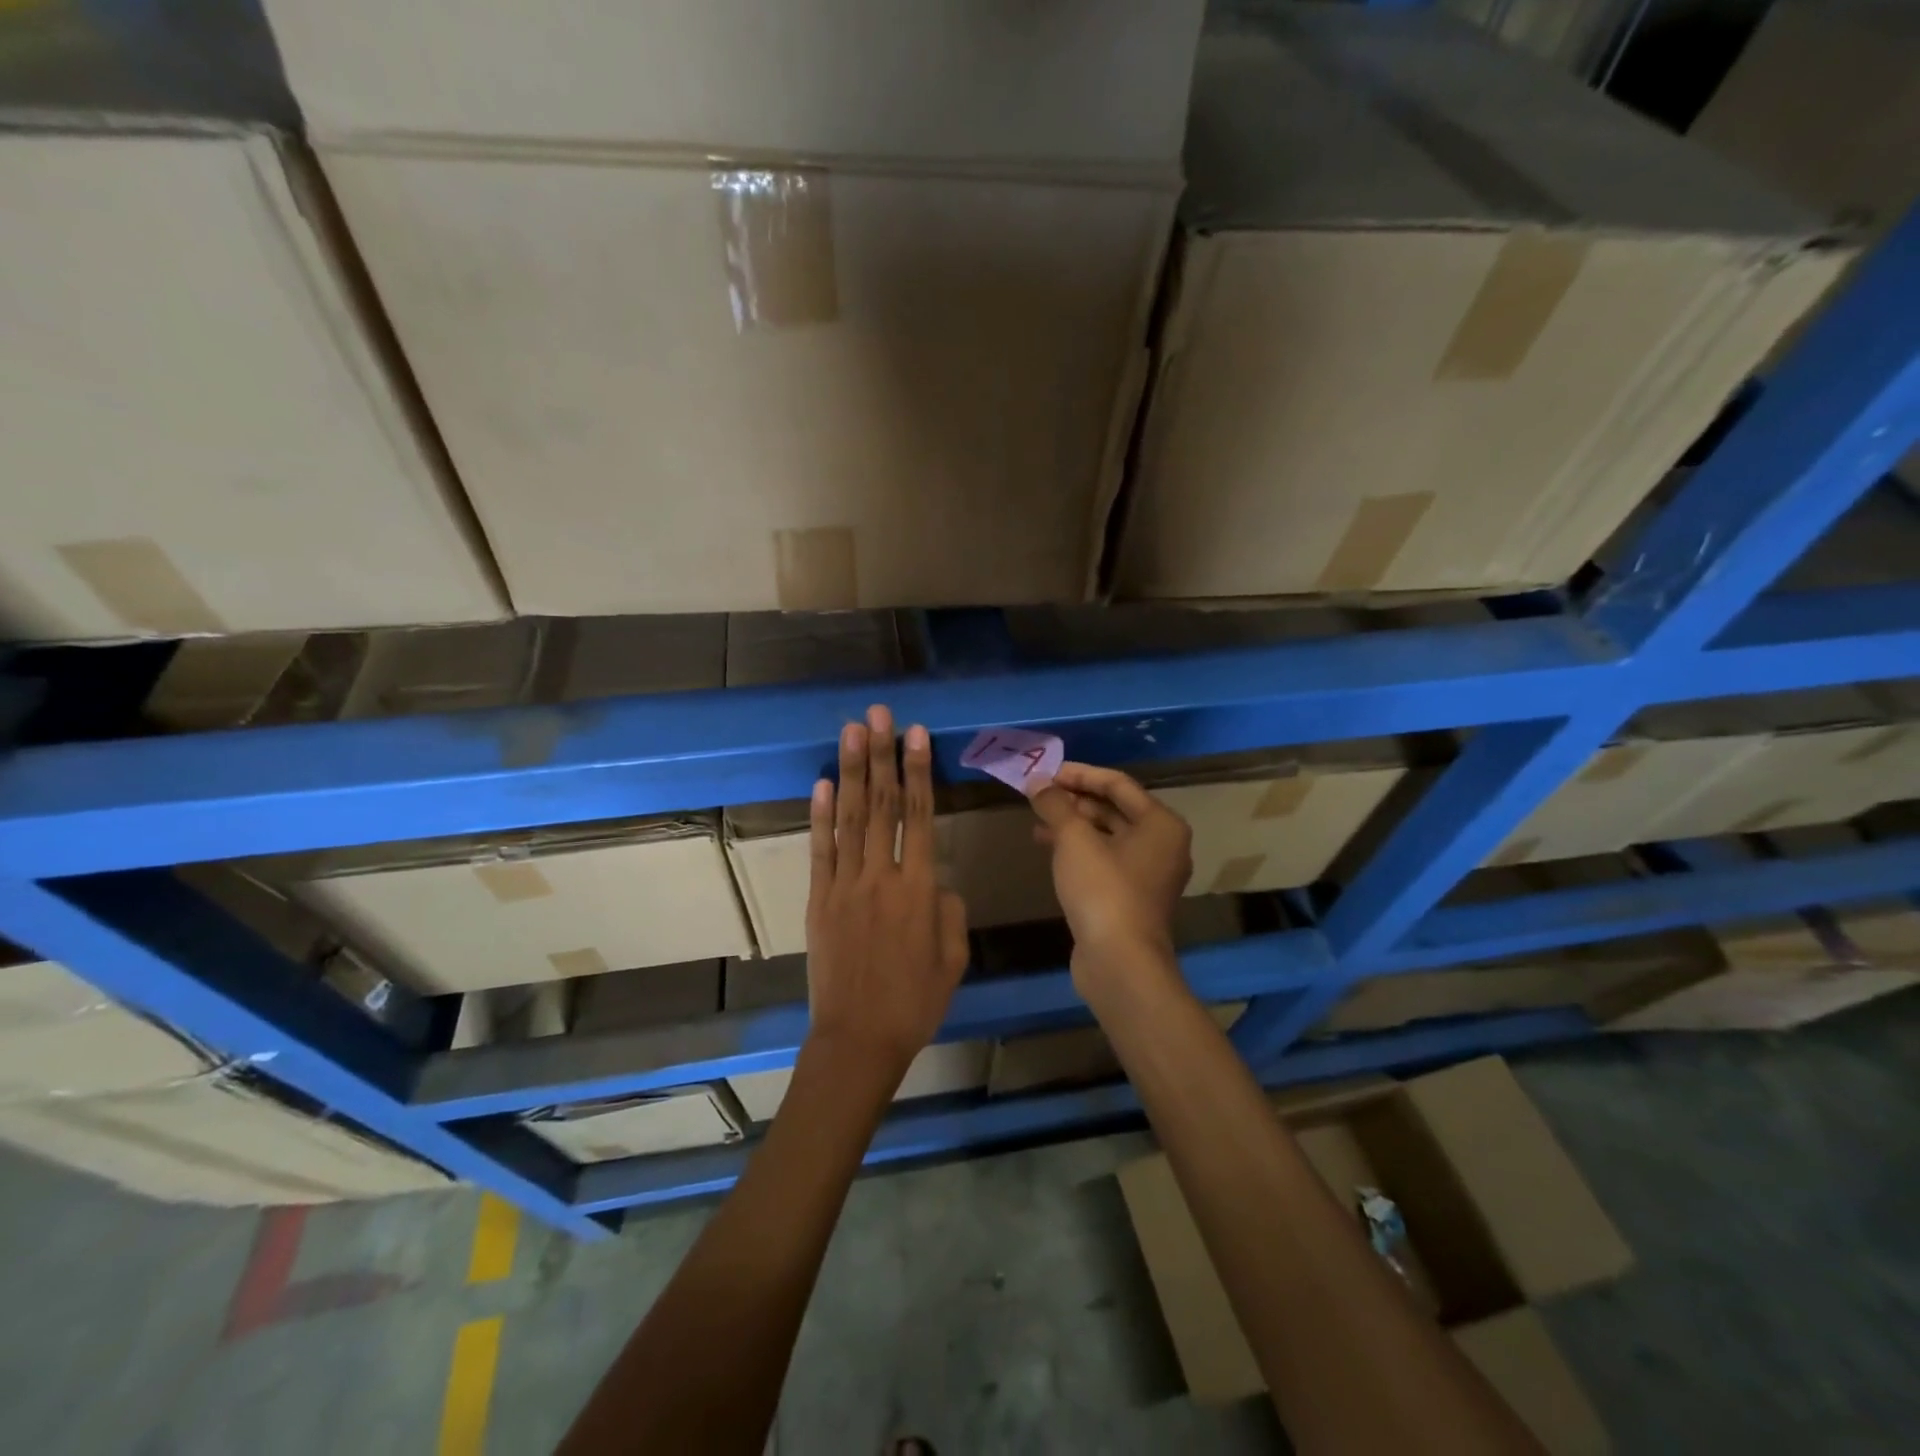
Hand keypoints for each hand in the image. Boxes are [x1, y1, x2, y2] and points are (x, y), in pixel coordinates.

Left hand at [805, 705, 968, 1089]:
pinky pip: (820, 850)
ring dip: (851, 772)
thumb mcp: (953, 958)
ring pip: (850, 818)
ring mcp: (844, 886)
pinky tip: (822, 783)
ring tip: (851, 731)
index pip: (921, 816)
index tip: (916, 734)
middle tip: (879, 714)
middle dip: (881, 755)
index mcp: (919, 889)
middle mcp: (880, 877)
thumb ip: (949, 910)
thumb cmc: (915, 1002)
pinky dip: (819, 815)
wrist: (858, 1040)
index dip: (918, 771)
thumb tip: (935, 882)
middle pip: (882, 805)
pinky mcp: (818, 900)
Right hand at [1031, 763, 1191, 969]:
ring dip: (1073, 825)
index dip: (1080, 774)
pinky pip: (1105, 860)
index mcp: (1161, 823)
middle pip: (1114, 809)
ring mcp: (1149, 874)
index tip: (1046, 773)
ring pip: (1108, 836)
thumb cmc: (1103, 890)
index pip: (1117, 784)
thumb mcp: (1073, 839)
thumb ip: (1054, 804)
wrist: (1119, 962)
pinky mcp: (1132, 897)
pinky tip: (1049, 849)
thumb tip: (1037, 781)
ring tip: (1037, 821)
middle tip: (1039, 796)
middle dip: (1075, 800)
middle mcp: (1162, 845)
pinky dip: (1079, 850)